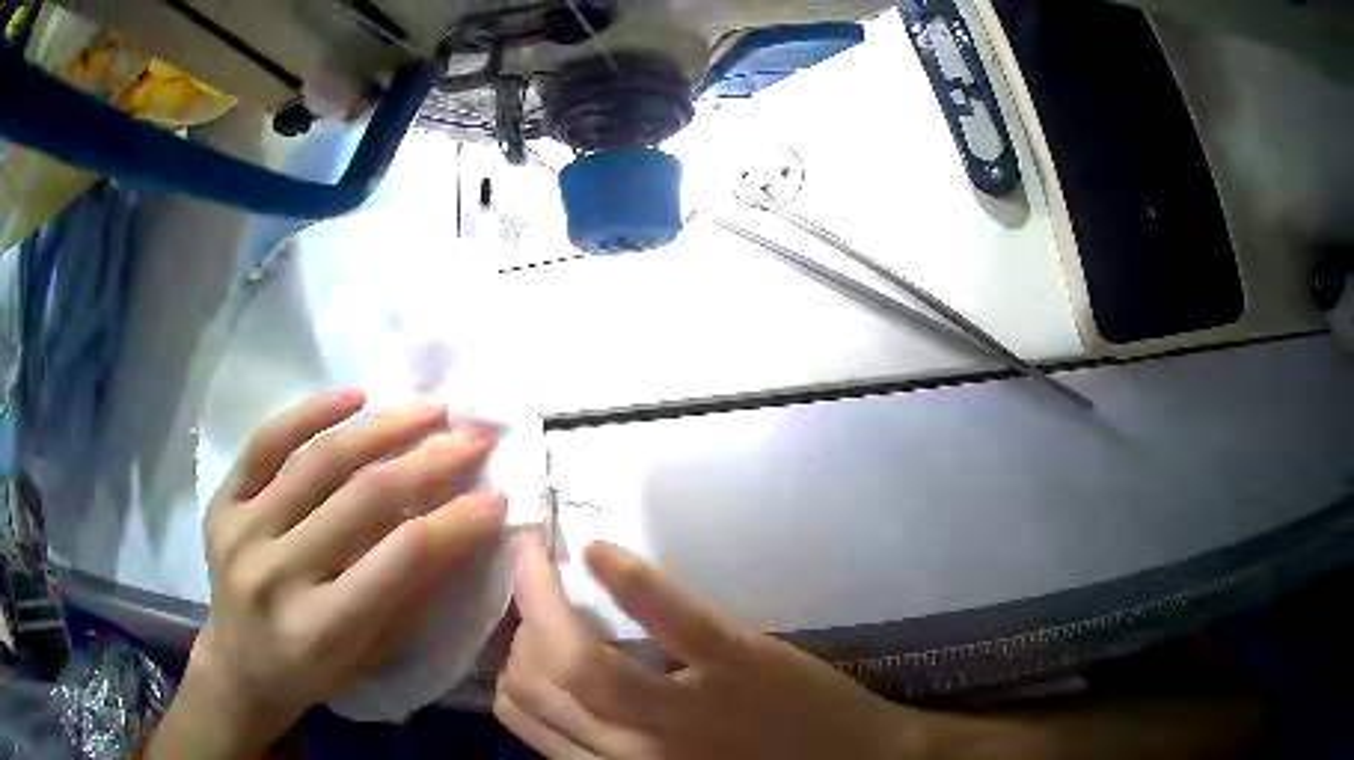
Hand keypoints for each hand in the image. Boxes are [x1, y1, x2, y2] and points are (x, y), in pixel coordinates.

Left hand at [149, 390, 507, 758]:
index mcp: (320, 628)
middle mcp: (276, 575)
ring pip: (318, 463)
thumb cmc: (313, 672)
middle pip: (361, 500)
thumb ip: (409, 593)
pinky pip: (264, 444)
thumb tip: (455, 527)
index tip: (496, 494)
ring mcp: (241, 532)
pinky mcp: (221, 504)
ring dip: (382, 429)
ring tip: (428, 409)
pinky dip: (309, 412)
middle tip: (473, 436)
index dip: (455, 521)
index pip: (399, 559)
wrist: (239, 666)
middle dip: (429, 461)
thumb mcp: (371, 655)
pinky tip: (353, 397)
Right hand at [494, 534, 931, 759]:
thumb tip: (559, 687)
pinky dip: (628, 581)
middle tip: (533, 589)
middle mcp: (633, 750)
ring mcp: (686, 708)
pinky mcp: (737, 661)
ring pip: (577, 658)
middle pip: (535, 681)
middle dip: (518, 627)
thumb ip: (607, 742)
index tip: (520, 632)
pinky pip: (669, 618)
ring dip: (542, 598)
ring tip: (543, 563)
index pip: (522, 713)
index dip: (509, 664)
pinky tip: (597, 550)